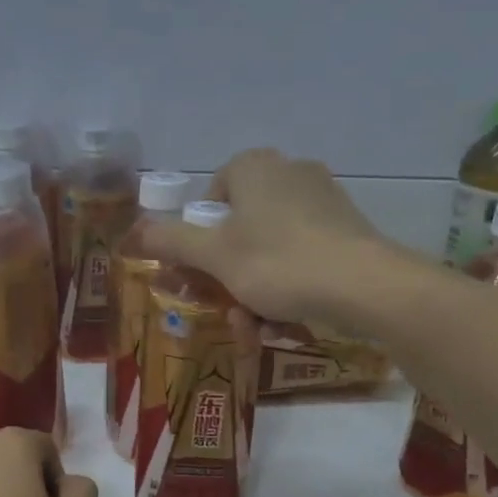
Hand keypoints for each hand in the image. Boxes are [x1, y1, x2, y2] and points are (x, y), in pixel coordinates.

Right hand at [139, 149, 400, 329]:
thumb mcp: (214, 256)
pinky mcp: (346, 227)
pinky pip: (302, 256)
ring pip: (270, 249)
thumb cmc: (278, 263)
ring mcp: (322, 198)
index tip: (201, 274)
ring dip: (255, 292)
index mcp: (254, 167)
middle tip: (226, 312)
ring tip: (257, 329)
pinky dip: (288, 287)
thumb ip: (172, 241)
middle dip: (228, 278)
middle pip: (240, 229)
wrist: (365, 284)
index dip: (199, 240)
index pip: (210, 198)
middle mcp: (288, 172)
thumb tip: (133, 232)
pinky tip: (287, 321)